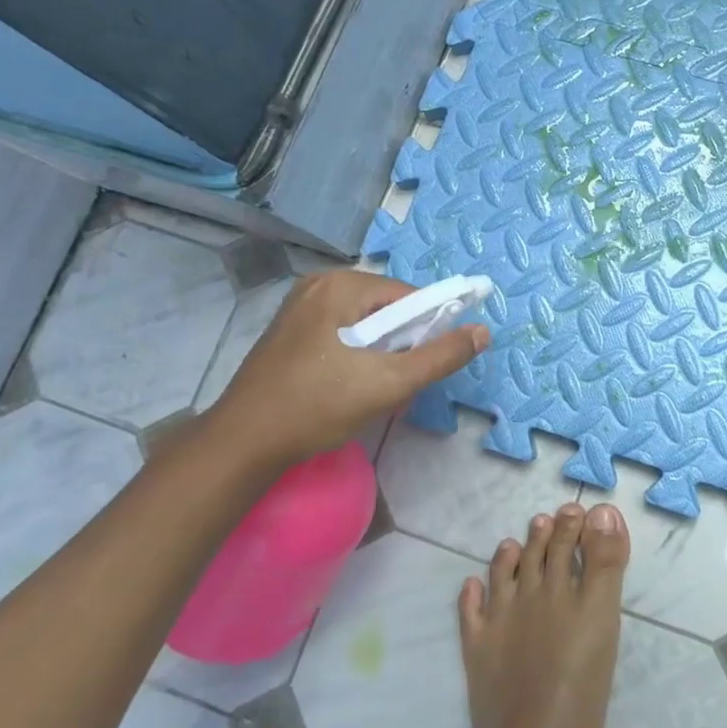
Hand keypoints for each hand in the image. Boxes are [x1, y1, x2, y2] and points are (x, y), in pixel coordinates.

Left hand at [202, 269, 487, 473]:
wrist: (243, 443)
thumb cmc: (317, 407)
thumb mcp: (389, 383)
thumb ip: (440, 356)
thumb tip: (483, 331)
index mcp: (341, 285)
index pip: (408, 296)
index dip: (427, 329)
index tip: (423, 365)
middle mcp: (319, 283)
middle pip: (386, 308)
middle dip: (401, 342)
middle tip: (394, 381)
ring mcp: (300, 305)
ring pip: (365, 322)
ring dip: (380, 351)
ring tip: (371, 386)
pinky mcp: (290, 329)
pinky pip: (342, 330)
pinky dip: (356, 352)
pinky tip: (347, 383)